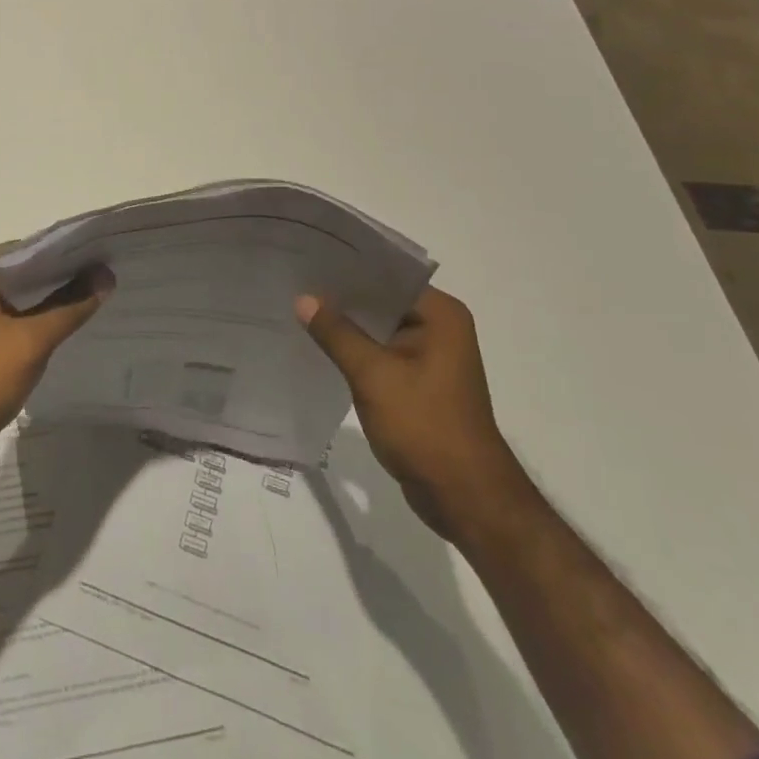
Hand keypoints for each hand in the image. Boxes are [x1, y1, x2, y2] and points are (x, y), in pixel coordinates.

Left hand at [0, 248, 108, 482]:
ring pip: (22, 299)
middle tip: (110, 275)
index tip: (106, 255)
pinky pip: (14, 320)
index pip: (29, 250)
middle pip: (25, 273)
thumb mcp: (31, 342)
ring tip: (100, 295)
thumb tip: (107, 275)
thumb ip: (71, 306)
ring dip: (53, 301)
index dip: (68, 254)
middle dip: (64, 277)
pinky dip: (39, 322)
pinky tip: (71, 325)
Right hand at [296, 286, 531, 541]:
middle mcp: (440, 328)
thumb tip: (303, 298)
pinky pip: (380, 354)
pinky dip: (355, 351)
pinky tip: (319, 346)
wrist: (465, 499)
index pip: (386, 276)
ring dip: (346, 326)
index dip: (347, 268)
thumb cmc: (425, 426)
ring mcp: (430, 357)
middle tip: (293, 282)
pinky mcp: (419, 382)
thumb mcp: (373, 375)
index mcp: (440, 314)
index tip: (307, 260)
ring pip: (378, 329)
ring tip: (298, 309)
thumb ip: (337, 333)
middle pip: (381, 301)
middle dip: (341, 297)